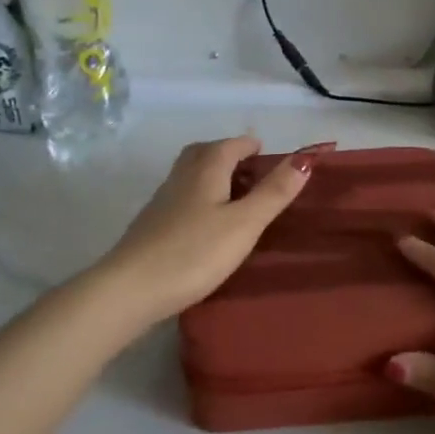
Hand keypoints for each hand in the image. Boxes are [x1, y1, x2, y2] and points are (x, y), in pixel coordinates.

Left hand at [98, 137, 328, 322]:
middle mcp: (181, 177)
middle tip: (251, 170)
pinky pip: (181, 198)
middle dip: (228, 154)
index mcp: (205, 169)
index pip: (231, 144)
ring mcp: (162, 201)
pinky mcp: (152, 225)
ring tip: (234, 196)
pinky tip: (207, 224)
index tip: (269, 154)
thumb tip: (304, 158)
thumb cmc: (194, 252)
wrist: (130, 289)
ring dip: (213, 176)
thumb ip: (274, 192)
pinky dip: (199, 198)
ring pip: (190, 175)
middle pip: (205, 153)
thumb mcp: (244, 224)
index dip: (252, 146)